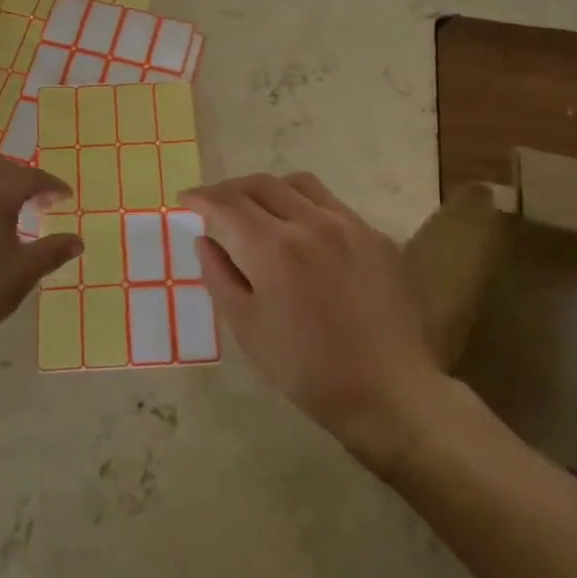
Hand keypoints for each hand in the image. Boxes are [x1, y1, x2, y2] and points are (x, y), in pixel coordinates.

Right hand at [182, 172, 443, 469]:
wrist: (389, 393)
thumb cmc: (307, 369)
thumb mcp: (247, 329)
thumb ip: (219, 276)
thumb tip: (205, 240)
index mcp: (275, 248)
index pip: (228, 203)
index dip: (202, 197)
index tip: (187, 199)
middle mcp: (313, 223)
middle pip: (262, 184)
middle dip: (231, 189)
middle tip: (216, 205)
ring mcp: (351, 225)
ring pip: (300, 184)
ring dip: (269, 189)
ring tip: (258, 210)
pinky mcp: (377, 237)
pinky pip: (333, 205)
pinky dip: (305, 207)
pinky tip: (303, 235)